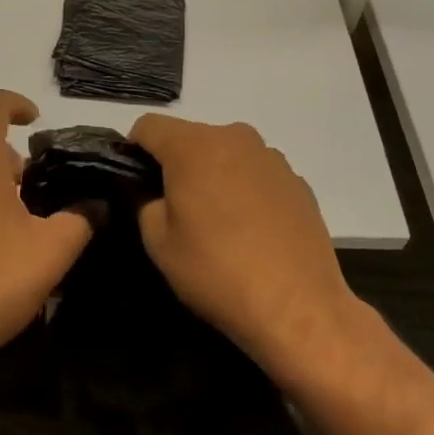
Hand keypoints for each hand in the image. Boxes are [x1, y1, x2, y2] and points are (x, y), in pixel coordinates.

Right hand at [129, 114, 358, 388]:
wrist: (300, 309)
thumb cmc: (218, 272)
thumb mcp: (159, 243)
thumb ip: (145, 203)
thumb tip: (154, 193)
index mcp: (192, 145)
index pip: (148, 125)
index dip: (134, 150)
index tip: (137, 183)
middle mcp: (233, 137)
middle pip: (189, 137)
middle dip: (177, 164)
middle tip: (177, 210)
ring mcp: (270, 157)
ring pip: (226, 154)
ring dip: (214, 175)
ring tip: (219, 224)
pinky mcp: (297, 181)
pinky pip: (256, 174)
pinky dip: (246, 191)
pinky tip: (253, 232)